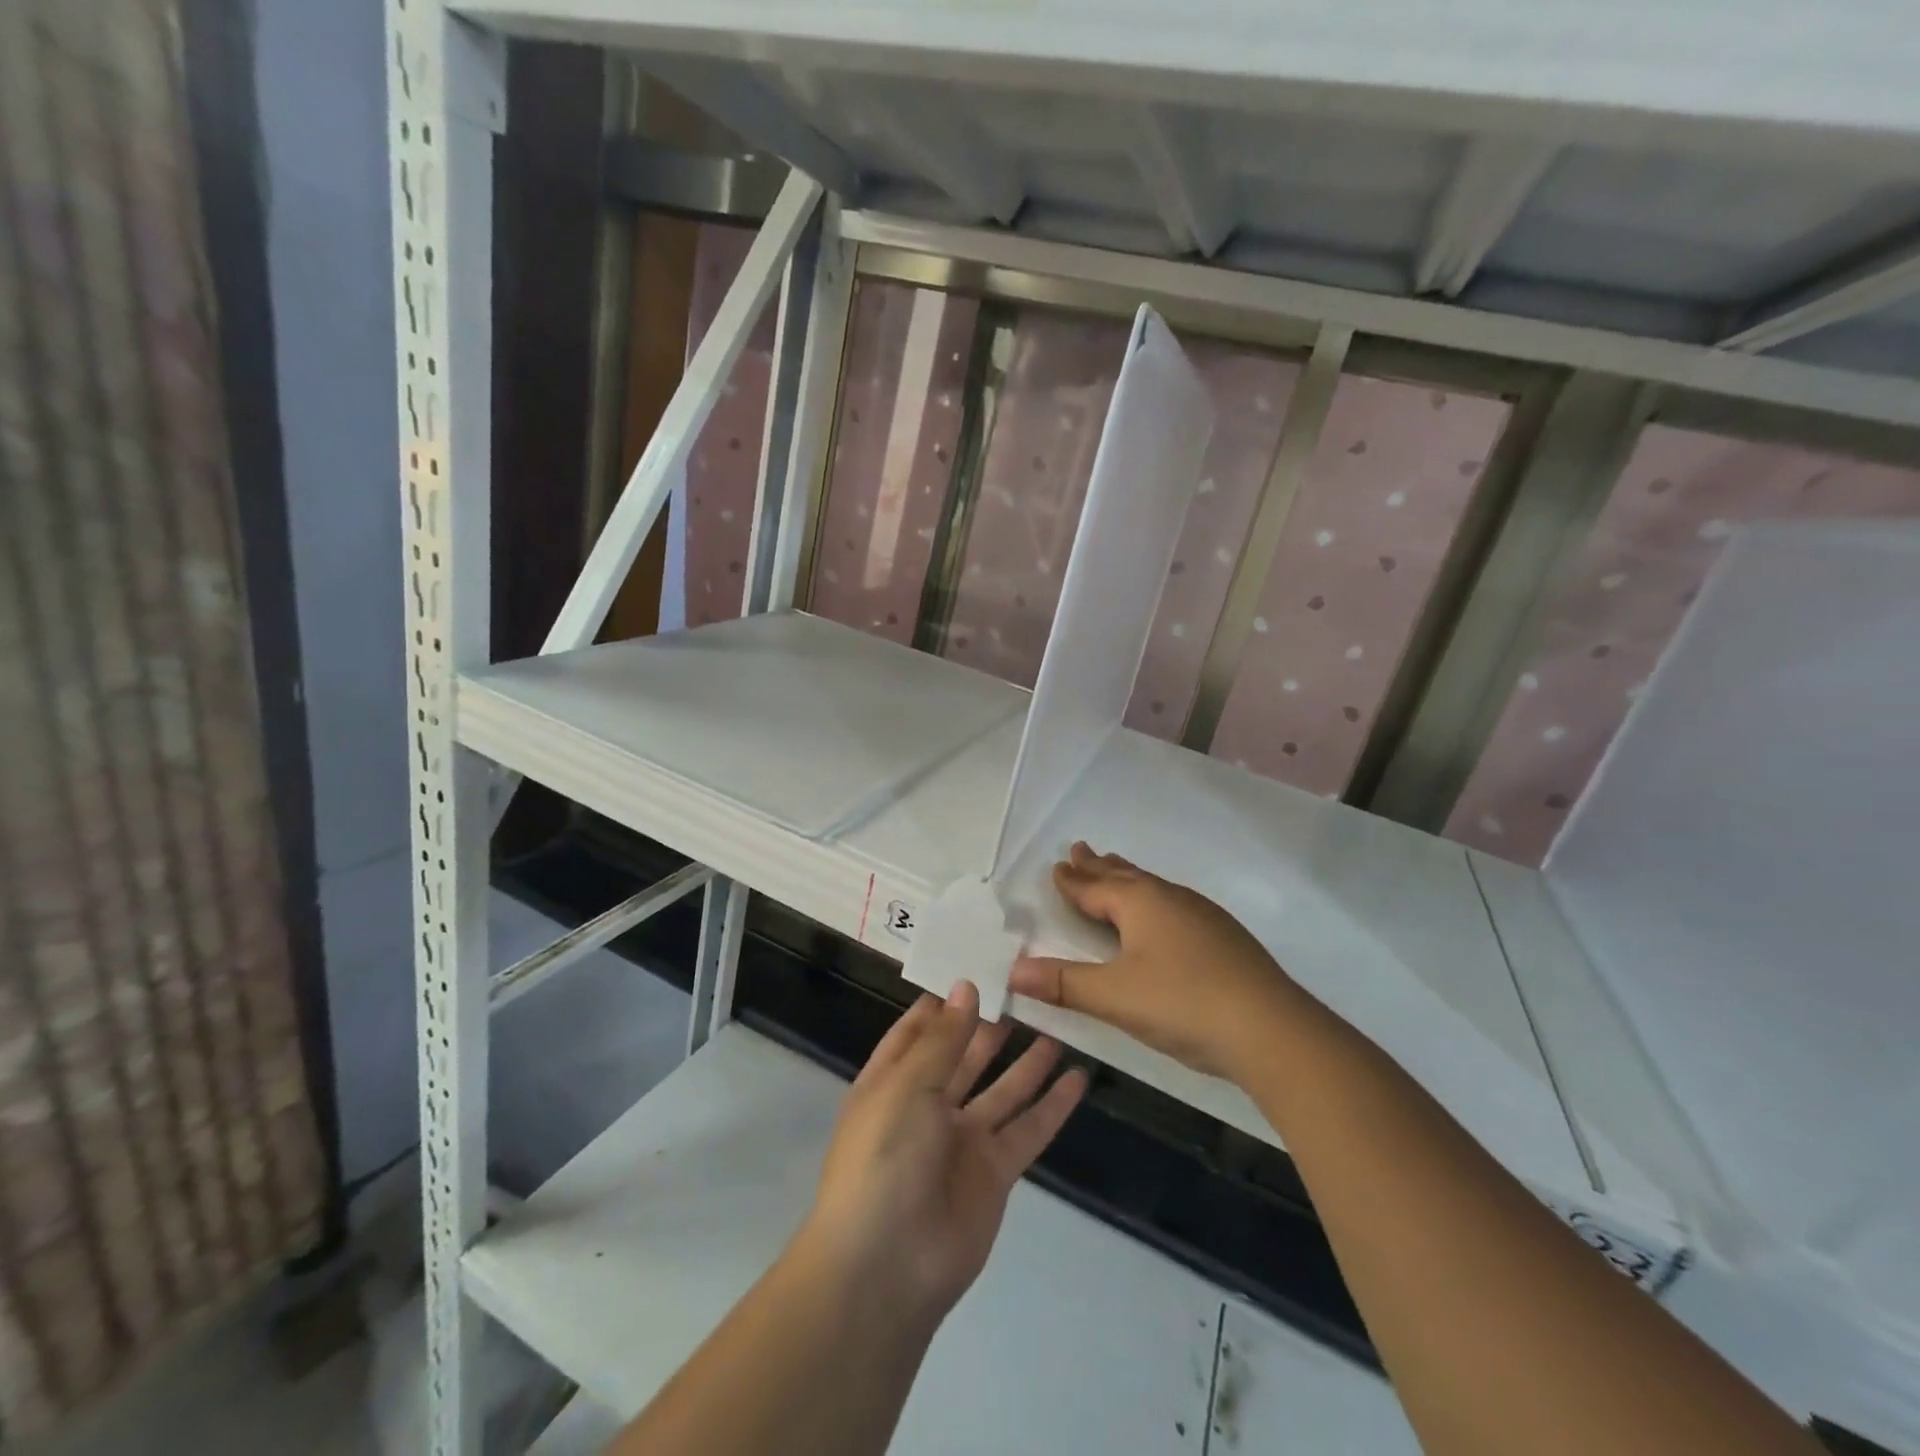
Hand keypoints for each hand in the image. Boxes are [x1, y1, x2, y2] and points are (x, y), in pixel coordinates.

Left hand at [795, 984, 1086, 1327]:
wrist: (888, 1266)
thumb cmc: (884, 1157)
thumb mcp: (907, 1085)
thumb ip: (943, 1039)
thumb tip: (965, 988)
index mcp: (892, 1081)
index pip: (919, 1031)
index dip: (945, 1003)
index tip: (977, 969)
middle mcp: (927, 1105)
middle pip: (965, 1056)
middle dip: (990, 1026)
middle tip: (1028, 991)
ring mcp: (963, 1140)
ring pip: (1002, 1090)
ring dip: (1027, 1062)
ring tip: (1057, 1026)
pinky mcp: (995, 1172)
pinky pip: (1028, 1130)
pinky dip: (1053, 1107)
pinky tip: (1078, 1079)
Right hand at [1007, 842, 1302, 1083]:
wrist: (1272, 1029)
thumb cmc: (1183, 1003)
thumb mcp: (1114, 996)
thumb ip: (1063, 983)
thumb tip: (1012, 971)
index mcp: (1141, 903)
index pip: (1095, 887)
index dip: (1073, 880)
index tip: (1057, 865)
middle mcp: (1171, 899)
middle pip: (1126, 876)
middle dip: (1100, 866)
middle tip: (1081, 849)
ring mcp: (1203, 916)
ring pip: (1155, 888)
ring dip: (1129, 878)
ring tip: (1117, 869)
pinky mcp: (1225, 938)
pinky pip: (1175, 904)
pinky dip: (1155, 900)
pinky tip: (1166, 915)